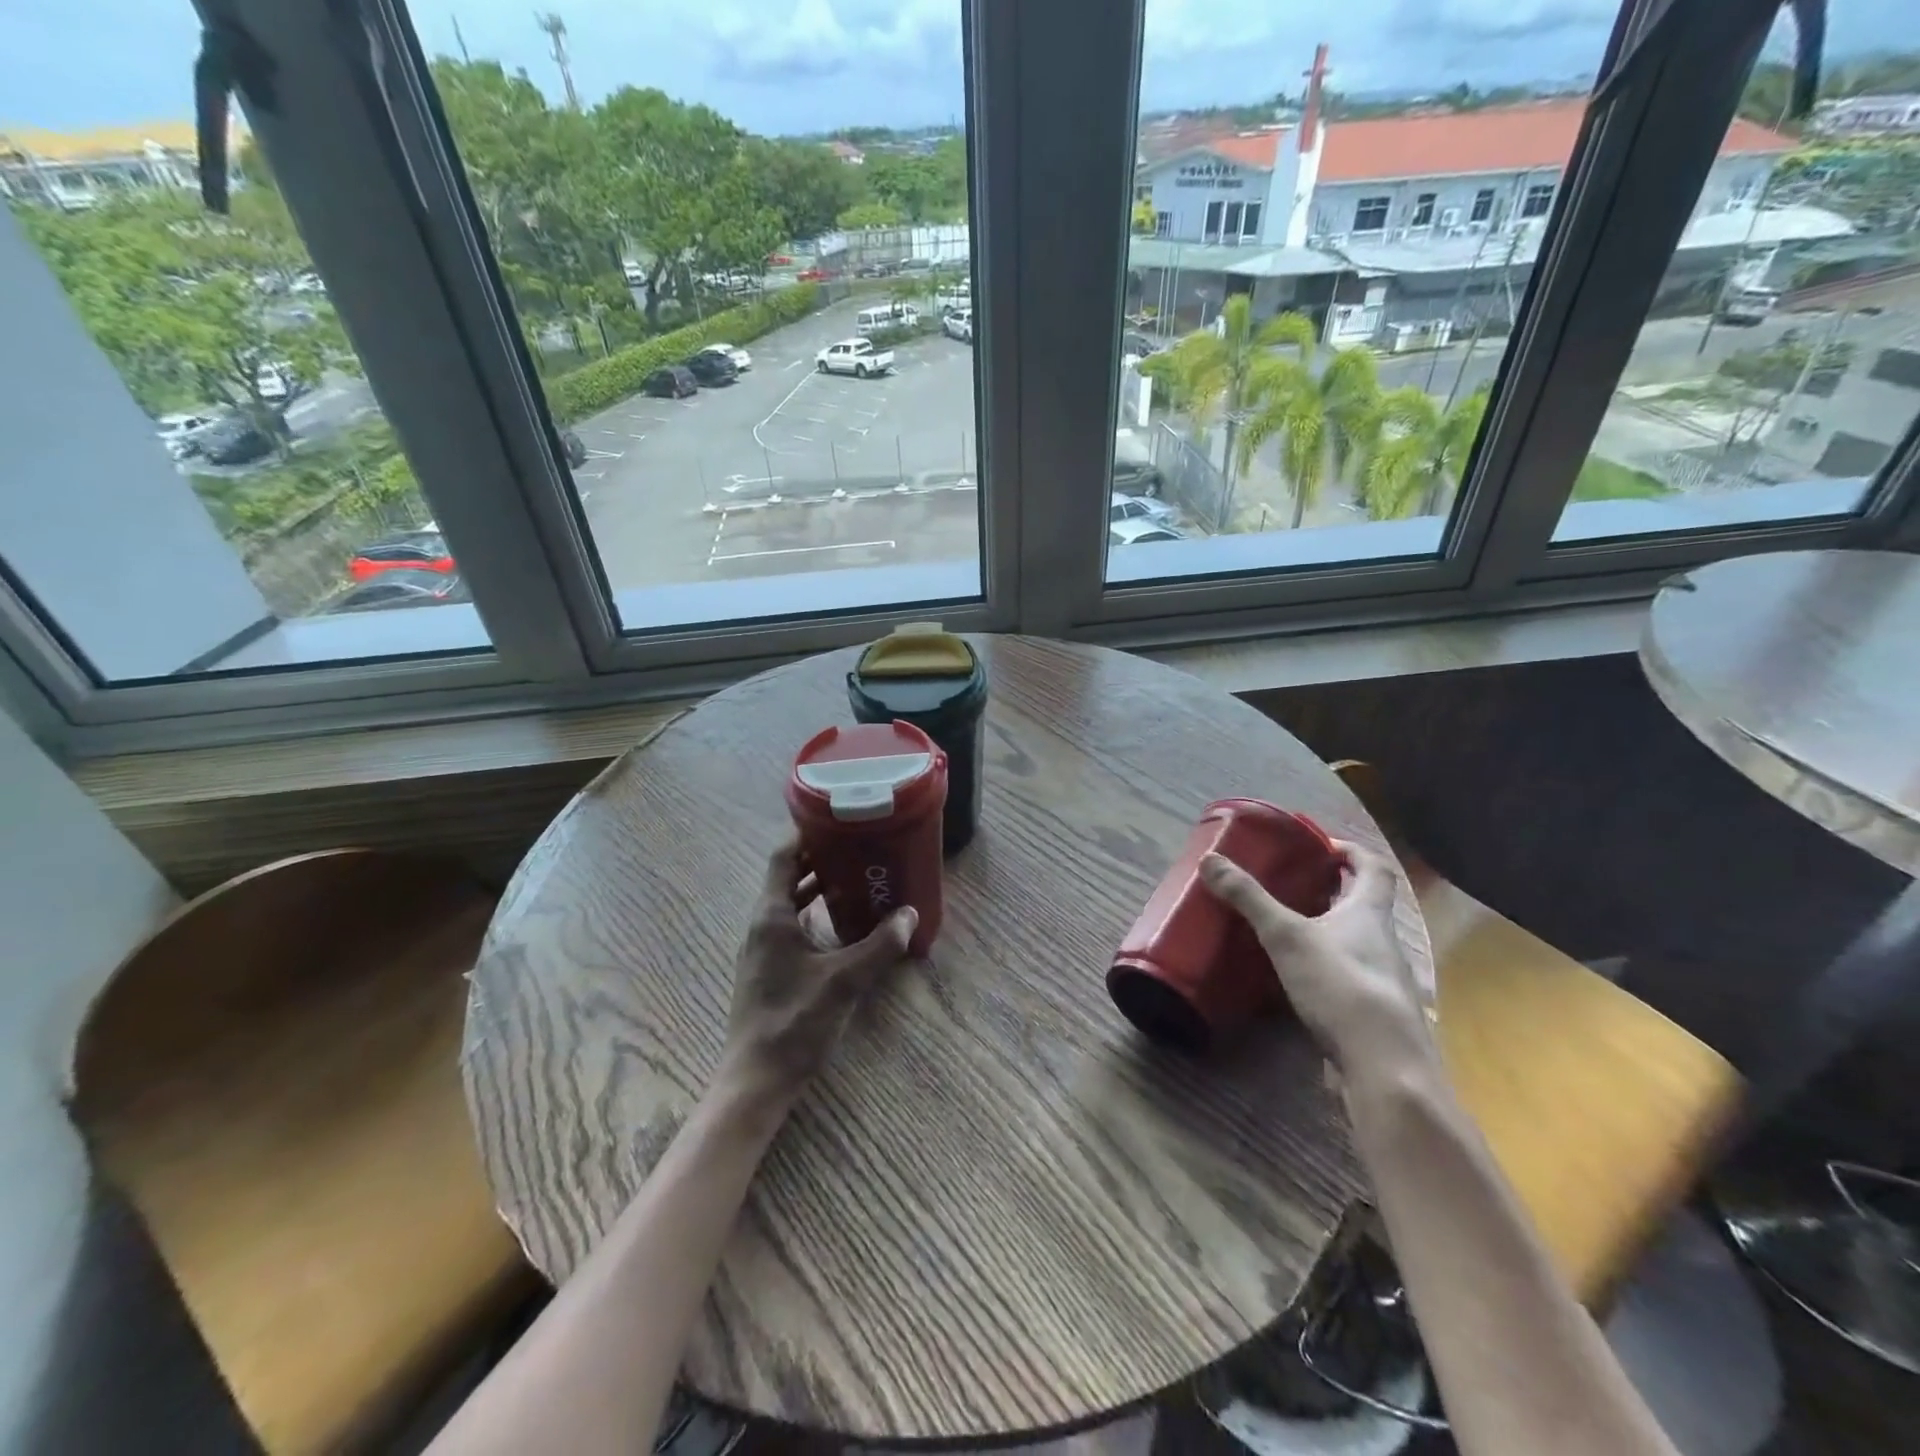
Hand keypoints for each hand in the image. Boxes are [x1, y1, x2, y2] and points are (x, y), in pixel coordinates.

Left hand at [714, 839, 916, 1116]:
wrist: (756, 1081)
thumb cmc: (794, 1024)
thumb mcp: (844, 982)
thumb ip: (879, 946)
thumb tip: (909, 915)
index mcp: (772, 916)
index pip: (783, 856)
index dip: (807, 833)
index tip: (839, 818)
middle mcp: (763, 924)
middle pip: (788, 875)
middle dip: (821, 858)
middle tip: (859, 846)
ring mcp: (763, 947)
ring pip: (790, 901)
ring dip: (819, 886)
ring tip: (858, 877)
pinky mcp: (769, 968)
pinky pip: (792, 924)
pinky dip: (816, 913)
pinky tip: (844, 924)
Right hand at [1200, 841, 1434, 1079]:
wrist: (1384, 1066)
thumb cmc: (1340, 985)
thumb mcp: (1286, 935)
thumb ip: (1249, 899)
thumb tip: (1210, 859)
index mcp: (1370, 914)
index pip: (1374, 868)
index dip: (1352, 851)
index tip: (1323, 846)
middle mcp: (1384, 942)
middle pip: (1365, 905)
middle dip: (1334, 891)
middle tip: (1294, 883)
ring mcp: (1383, 981)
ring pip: (1356, 943)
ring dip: (1329, 930)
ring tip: (1288, 929)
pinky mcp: (1373, 1013)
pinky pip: (1348, 977)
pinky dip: (1326, 968)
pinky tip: (1298, 979)